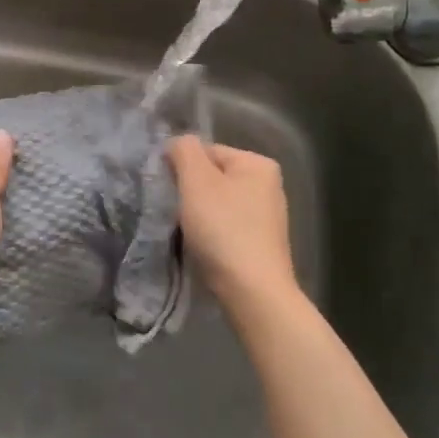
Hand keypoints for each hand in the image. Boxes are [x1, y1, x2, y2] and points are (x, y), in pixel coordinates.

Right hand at [167, 137, 297, 318]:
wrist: (253, 294)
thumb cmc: (224, 229)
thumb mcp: (196, 180)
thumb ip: (184, 150)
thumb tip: (178, 143)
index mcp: (258, 163)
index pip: (207, 151)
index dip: (182, 168)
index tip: (169, 191)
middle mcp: (269, 186)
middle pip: (212, 178)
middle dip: (190, 193)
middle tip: (175, 212)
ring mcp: (267, 218)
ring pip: (217, 205)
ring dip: (198, 215)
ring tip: (186, 233)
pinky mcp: (261, 246)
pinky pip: (226, 228)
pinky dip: (211, 235)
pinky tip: (202, 249)